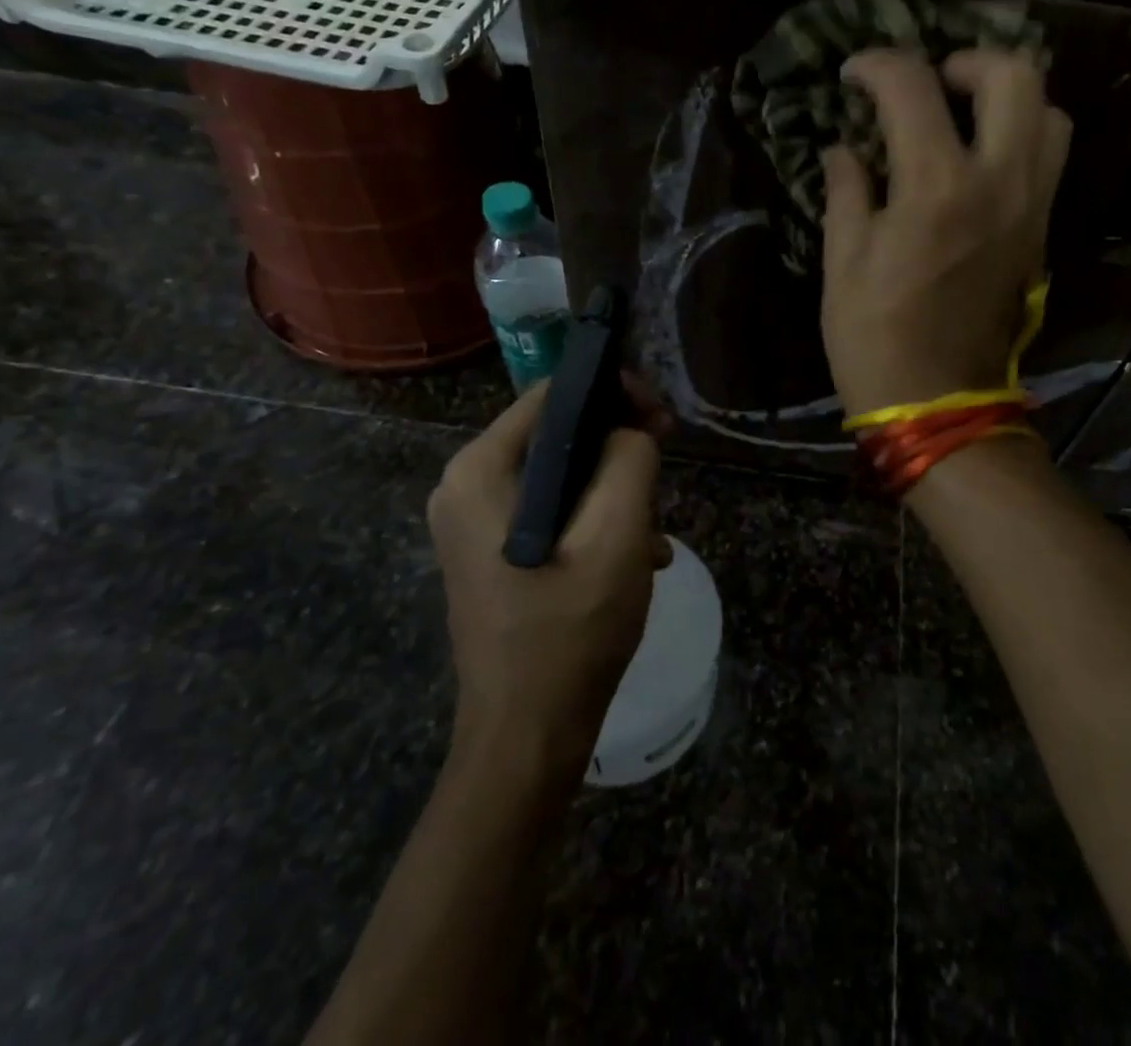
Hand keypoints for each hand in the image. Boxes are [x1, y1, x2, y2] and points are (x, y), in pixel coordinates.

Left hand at [427, 383, 665, 772]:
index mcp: (481, 470)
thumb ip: (630, 460)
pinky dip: (594, 522)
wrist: (527, 737)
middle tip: (664, 476)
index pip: (554, 393)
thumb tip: (631, 431)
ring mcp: (473, 522)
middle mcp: (465, 485)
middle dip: (619, 450)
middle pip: (558, 434)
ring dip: (613, 494)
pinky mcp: (490, 551)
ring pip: (561, 474)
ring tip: (651, 536)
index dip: (615, 393)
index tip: (662, 422)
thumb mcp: (617, 536)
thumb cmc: (570, 632)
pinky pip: (551, 511)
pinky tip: (634, 560)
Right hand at [821, 47, 1072, 416]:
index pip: (913, 87)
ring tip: (962, 115)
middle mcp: (999, 182)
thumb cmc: (875, 336)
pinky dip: (1018, 137)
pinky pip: (1047, 160)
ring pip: (1049, 114)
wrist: (937, 402)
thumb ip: (847, 191)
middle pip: (1015, 75)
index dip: (877, 65)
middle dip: (967, 60)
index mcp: (937, 186)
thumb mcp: (843, 262)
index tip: (853, 74)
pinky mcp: (1040, 234)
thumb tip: (844, 149)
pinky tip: (976, 158)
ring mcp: (1031, 208)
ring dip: (1006, 98)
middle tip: (929, 83)